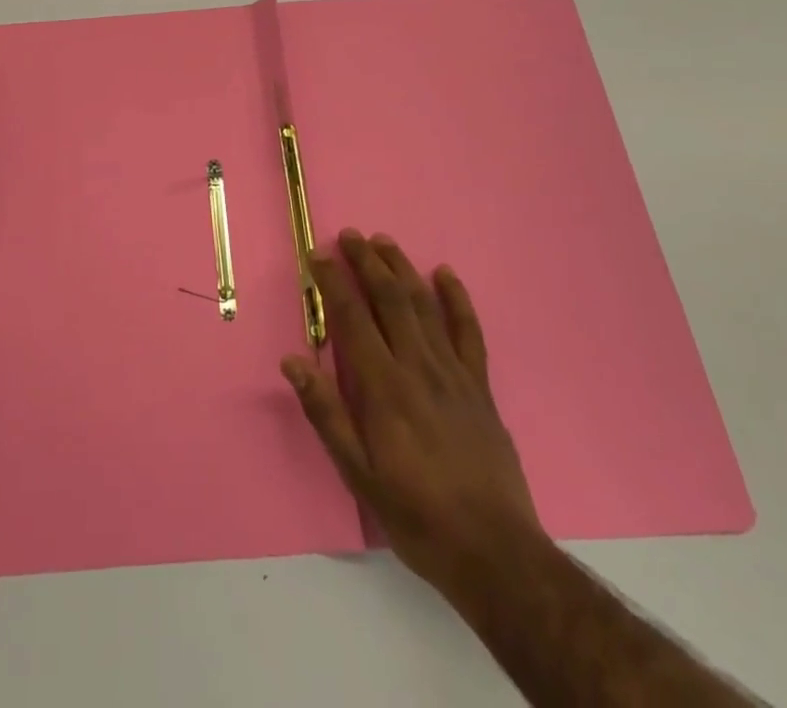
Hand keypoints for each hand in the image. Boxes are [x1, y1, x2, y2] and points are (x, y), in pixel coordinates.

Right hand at [282, 230, 541, 612]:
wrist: (494, 551)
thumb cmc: (416, 515)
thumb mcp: (358, 475)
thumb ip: (326, 413)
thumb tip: (293, 362)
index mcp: (384, 387)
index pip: (352, 317)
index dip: (333, 281)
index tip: (317, 256)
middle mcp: (418, 366)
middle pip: (390, 299)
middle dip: (367, 262)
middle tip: (349, 235)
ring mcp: (453, 372)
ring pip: (424, 305)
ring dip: (402, 268)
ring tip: (384, 242)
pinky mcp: (479, 385)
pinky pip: (468, 331)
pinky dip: (457, 299)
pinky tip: (445, 274)